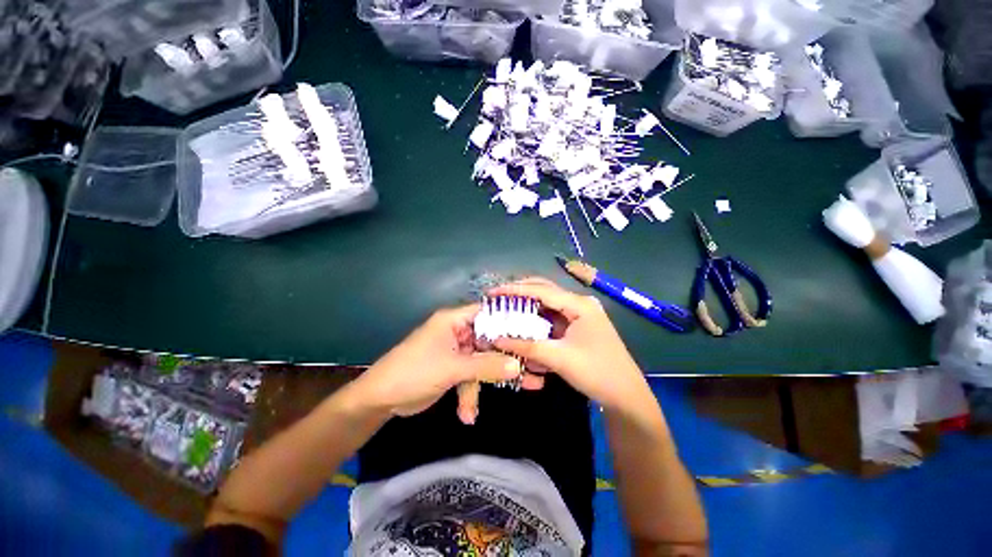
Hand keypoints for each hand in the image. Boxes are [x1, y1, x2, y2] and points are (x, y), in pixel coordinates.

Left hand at [349, 305, 523, 422]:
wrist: (380, 400)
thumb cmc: (414, 372)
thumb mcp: (452, 369)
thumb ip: (485, 366)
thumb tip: (517, 365)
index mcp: (454, 320)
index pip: (488, 313)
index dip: (509, 321)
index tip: (532, 332)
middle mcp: (457, 332)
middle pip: (489, 341)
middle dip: (505, 360)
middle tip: (531, 371)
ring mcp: (456, 351)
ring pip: (482, 362)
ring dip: (486, 384)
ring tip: (510, 397)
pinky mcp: (453, 369)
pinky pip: (471, 377)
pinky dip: (470, 395)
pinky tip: (467, 415)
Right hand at [489, 278, 652, 410]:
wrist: (626, 396)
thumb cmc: (597, 373)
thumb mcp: (559, 359)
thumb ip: (527, 346)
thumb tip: (497, 340)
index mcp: (579, 305)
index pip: (541, 291)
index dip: (515, 290)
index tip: (493, 292)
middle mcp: (579, 304)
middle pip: (545, 291)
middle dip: (521, 292)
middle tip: (498, 297)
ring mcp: (579, 315)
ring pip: (548, 304)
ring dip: (528, 306)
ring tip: (506, 307)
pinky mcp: (577, 327)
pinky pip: (552, 318)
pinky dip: (537, 320)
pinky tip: (523, 323)